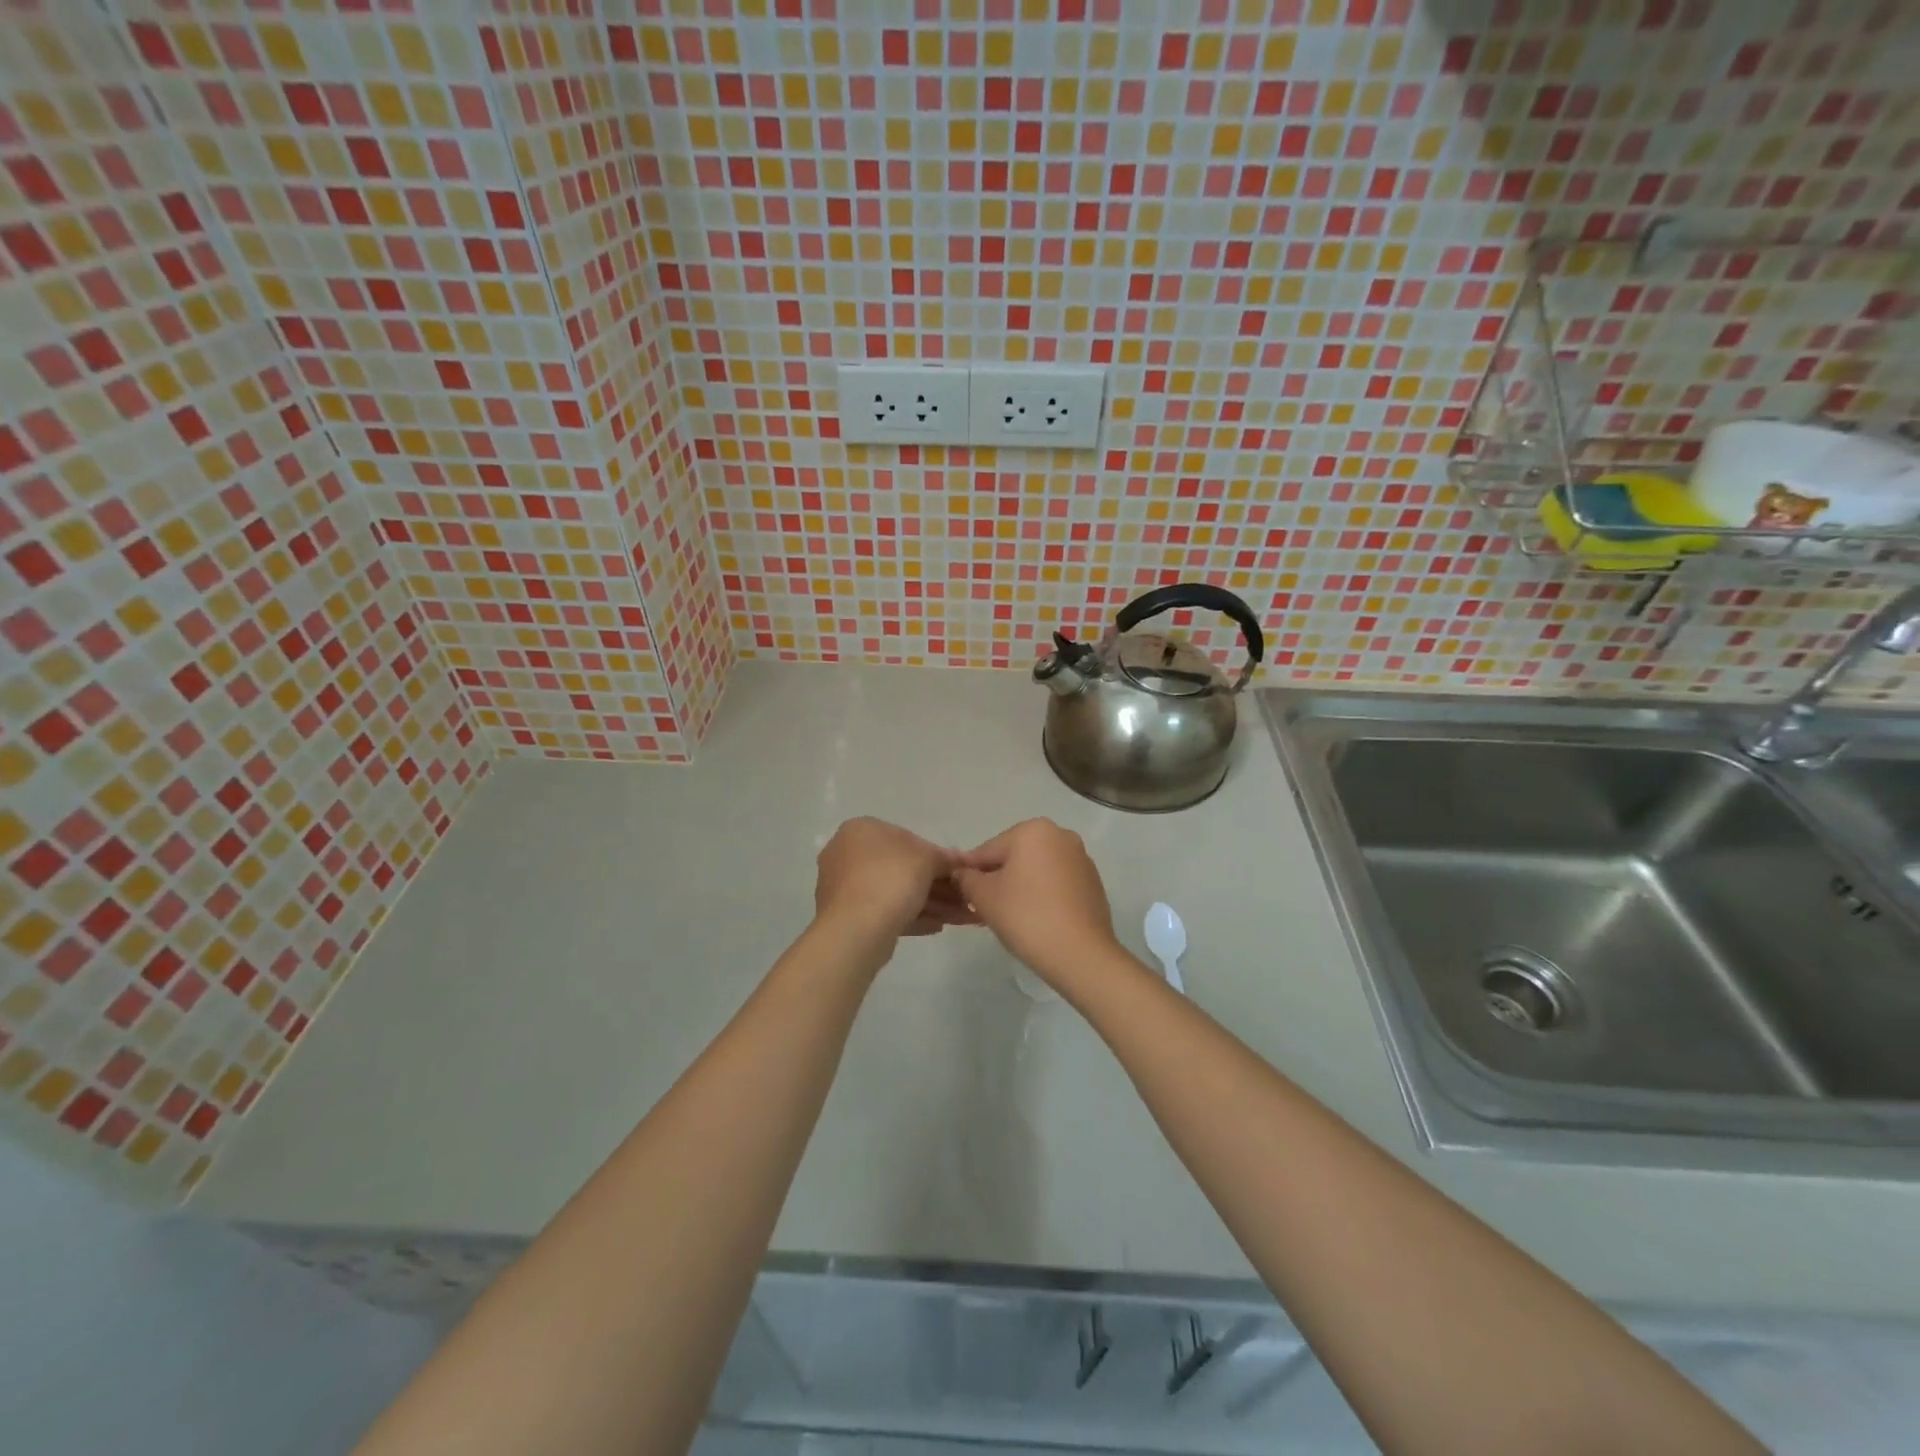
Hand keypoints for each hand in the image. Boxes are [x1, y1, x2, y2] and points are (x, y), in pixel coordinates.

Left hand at [813, 817, 977, 942]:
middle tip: (964, 899)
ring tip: (959, 918)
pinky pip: (885, 912)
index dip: (937, 857)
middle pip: (902, 868)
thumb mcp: (927, 860)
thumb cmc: (890, 880)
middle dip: (937, 885)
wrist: (856, 930)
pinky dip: (911, 917)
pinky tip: (937, 926)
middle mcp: (847, 854)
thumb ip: (945, 858)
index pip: (907, 838)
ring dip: (930, 904)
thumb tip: (960, 859)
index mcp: (861, 830)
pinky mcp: (847, 917)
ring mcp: (844, 887)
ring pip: (895, 893)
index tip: (958, 874)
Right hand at [954, 819, 1123, 990]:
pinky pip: (1057, 884)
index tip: (963, 896)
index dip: (971, 874)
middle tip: (985, 910)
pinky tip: (1036, 921)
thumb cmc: (1026, 916)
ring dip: (1020, 888)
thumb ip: (967, 879)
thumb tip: (962, 873)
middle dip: (998, 880)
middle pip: (1014, 858)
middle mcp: (1061, 836)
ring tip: (1010, 919)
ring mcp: (1081, 859)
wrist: (1081, 954)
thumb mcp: (983, 896)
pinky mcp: (1093, 883)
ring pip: (1036, 871)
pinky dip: (1043, 896)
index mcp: (1033, 830)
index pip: (988, 850)